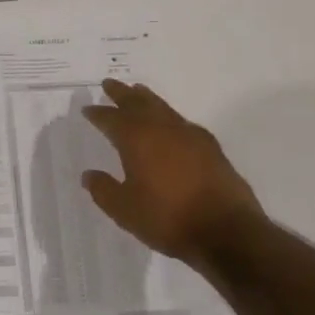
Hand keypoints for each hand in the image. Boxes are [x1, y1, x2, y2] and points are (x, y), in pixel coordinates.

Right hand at [80, 80, 263, 265]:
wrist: (227, 231)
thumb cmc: (168, 218)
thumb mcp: (124, 210)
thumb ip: (103, 190)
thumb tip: (89, 175)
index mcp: (137, 140)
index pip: (111, 119)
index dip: (98, 113)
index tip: (87, 109)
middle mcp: (162, 129)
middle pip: (138, 103)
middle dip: (122, 94)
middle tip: (109, 83)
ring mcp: (190, 135)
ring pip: (162, 108)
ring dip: (146, 98)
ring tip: (138, 91)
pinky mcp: (211, 147)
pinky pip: (182, 121)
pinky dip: (169, 116)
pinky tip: (171, 123)